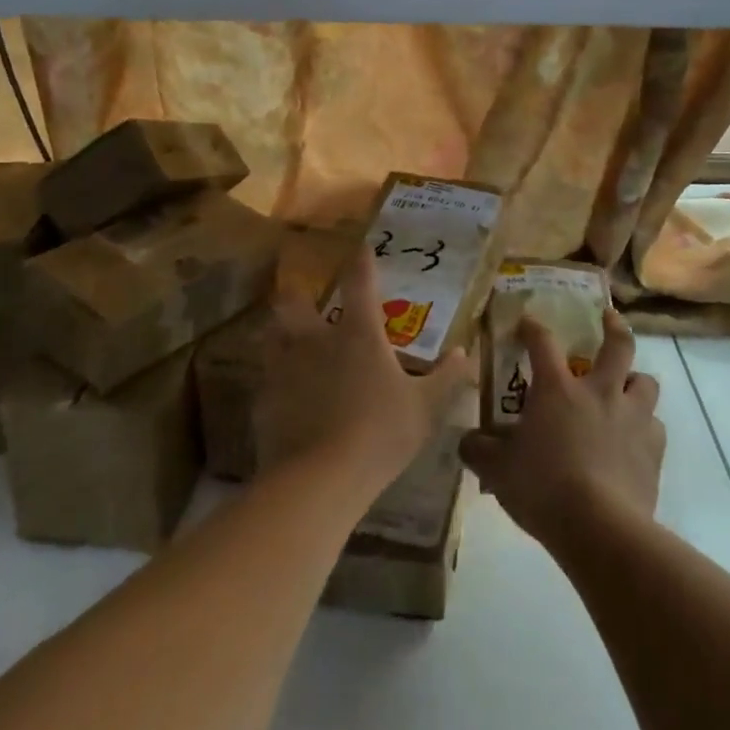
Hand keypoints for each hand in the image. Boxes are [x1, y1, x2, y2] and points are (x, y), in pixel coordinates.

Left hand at [255, 252, 471, 493]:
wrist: (320, 481)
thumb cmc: (380, 434)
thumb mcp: (426, 408)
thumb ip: (446, 378)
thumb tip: (465, 353)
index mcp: (358, 335)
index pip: (361, 284)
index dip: (362, 263)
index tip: (362, 248)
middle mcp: (317, 341)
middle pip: (295, 303)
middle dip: (297, 295)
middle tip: (303, 298)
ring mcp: (285, 369)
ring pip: (272, 337)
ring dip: (278, 334)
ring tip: (285, 341)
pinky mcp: (265, 401)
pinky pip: (266, 380)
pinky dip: (274, 380)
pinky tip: (282, 394)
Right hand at [459, 311, 664, 554]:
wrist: (600, 528)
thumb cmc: (543, 488)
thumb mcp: (497, 471)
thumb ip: (479, 450)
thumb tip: (467, 440)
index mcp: (558, 389)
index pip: (543, 342)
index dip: (533, 327)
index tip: (528, 321)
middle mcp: (600, 392)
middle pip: (618, 345)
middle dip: (614, 326)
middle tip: (608, 318)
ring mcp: (633, 418)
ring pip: (646, 382)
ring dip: (635, 382)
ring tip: (626, 390)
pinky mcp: (654, 450)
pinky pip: (655, 427)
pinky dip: (646, 429)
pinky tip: (634, 442)